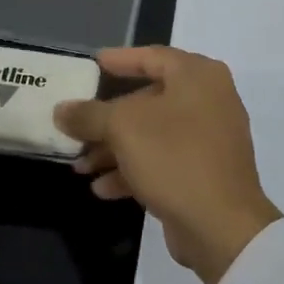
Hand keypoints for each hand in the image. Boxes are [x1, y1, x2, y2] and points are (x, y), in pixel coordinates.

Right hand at [56, 47, 281, 283]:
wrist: (222, 226)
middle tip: (76, 125)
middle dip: (107, 118)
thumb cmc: (174, 157)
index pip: (152, 57)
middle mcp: (209, 100)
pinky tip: (102, 188)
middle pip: (148, 99)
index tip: (92, 64)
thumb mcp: (123, 128)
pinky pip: (163, 161)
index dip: (119, 59)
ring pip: (152, 134)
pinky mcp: (205, 172)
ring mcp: (210, 138)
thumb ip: (89, 114)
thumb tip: (61, 110)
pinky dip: (134, 170)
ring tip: (79, 166)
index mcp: (198, 76)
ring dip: (114, 149)